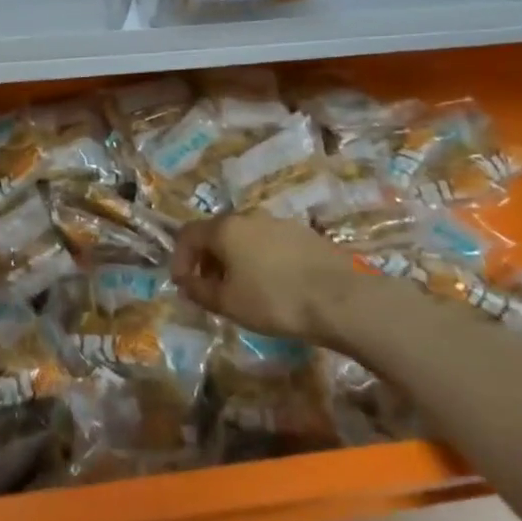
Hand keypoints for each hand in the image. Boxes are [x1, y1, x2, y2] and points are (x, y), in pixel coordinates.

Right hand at [171, 213, 365, 344]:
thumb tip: (186, 282)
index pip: (187, 234)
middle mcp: (249, 217)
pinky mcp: (306, 235)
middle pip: (217, 233)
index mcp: (224, 228)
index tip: (183, 285)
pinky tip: (274, 286)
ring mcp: (280, 223)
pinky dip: (261, 261)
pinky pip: (270, 244)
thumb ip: (200, 291)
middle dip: (207, 260)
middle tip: (210, 289)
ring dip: (235, 260)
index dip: (179, 259)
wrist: (343, 298)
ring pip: (245, 238)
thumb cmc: (275, 300)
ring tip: (243, 290)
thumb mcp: (228, 303)